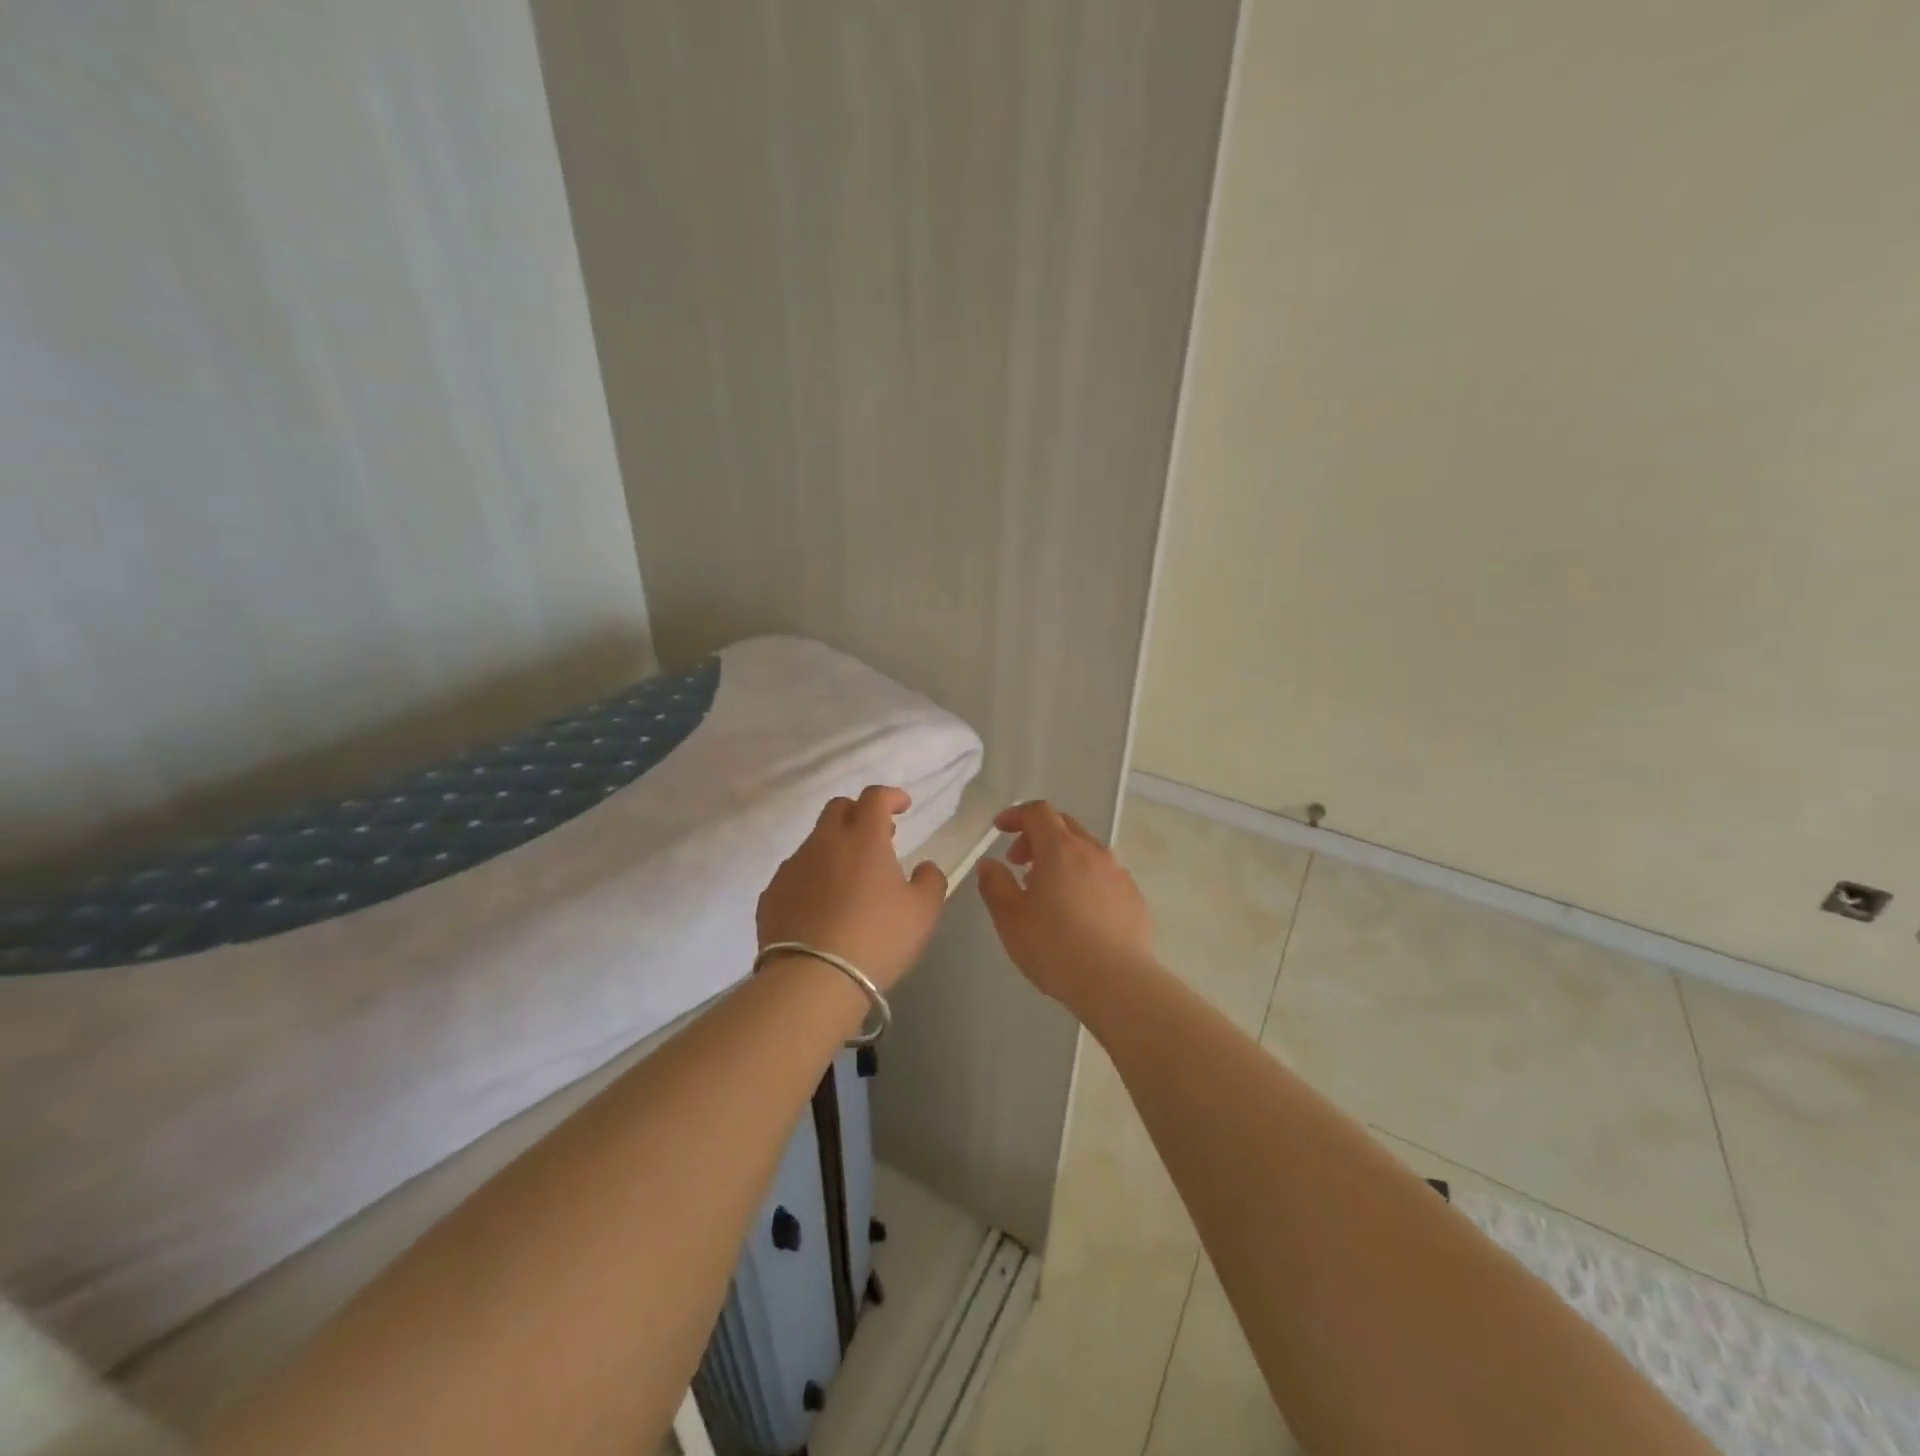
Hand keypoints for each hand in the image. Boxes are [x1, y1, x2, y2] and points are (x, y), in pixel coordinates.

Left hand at [757, 785, 947, 991]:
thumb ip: (930, 880)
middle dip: (859, 814)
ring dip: (835, 849)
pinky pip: (795, 874)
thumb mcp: (923, 912)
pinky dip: (812, 878)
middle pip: (838, 808)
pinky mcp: (771, 894)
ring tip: (849, 881)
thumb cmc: (877, 940)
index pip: (875, 797)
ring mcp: (793, 867)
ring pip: (815, 842)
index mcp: (863, 838)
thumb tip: (924, 867)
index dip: (891, 796)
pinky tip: (822, 907)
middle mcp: (824, 843)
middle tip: (877, 838)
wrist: (812, 981)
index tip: (902, 806)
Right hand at [976, 800, 1153, 1003]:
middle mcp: (1093, 851)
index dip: (1016, 814)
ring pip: (1086, 850)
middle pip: (1064, 826)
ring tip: (1047, 890)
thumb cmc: (1055, 947)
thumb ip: (995, 885)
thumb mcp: (1010, 919)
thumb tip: (989, 865)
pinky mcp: (1134, 897)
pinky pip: (1104, 874)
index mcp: (1060, 849)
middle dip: (1037, 836)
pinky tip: (1078, 911)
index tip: (1000, 828)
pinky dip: (1084, 878)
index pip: (1038, 812)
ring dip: (1062, 858)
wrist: (1117, 983)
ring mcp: (1118, 873)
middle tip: (1018, 862)